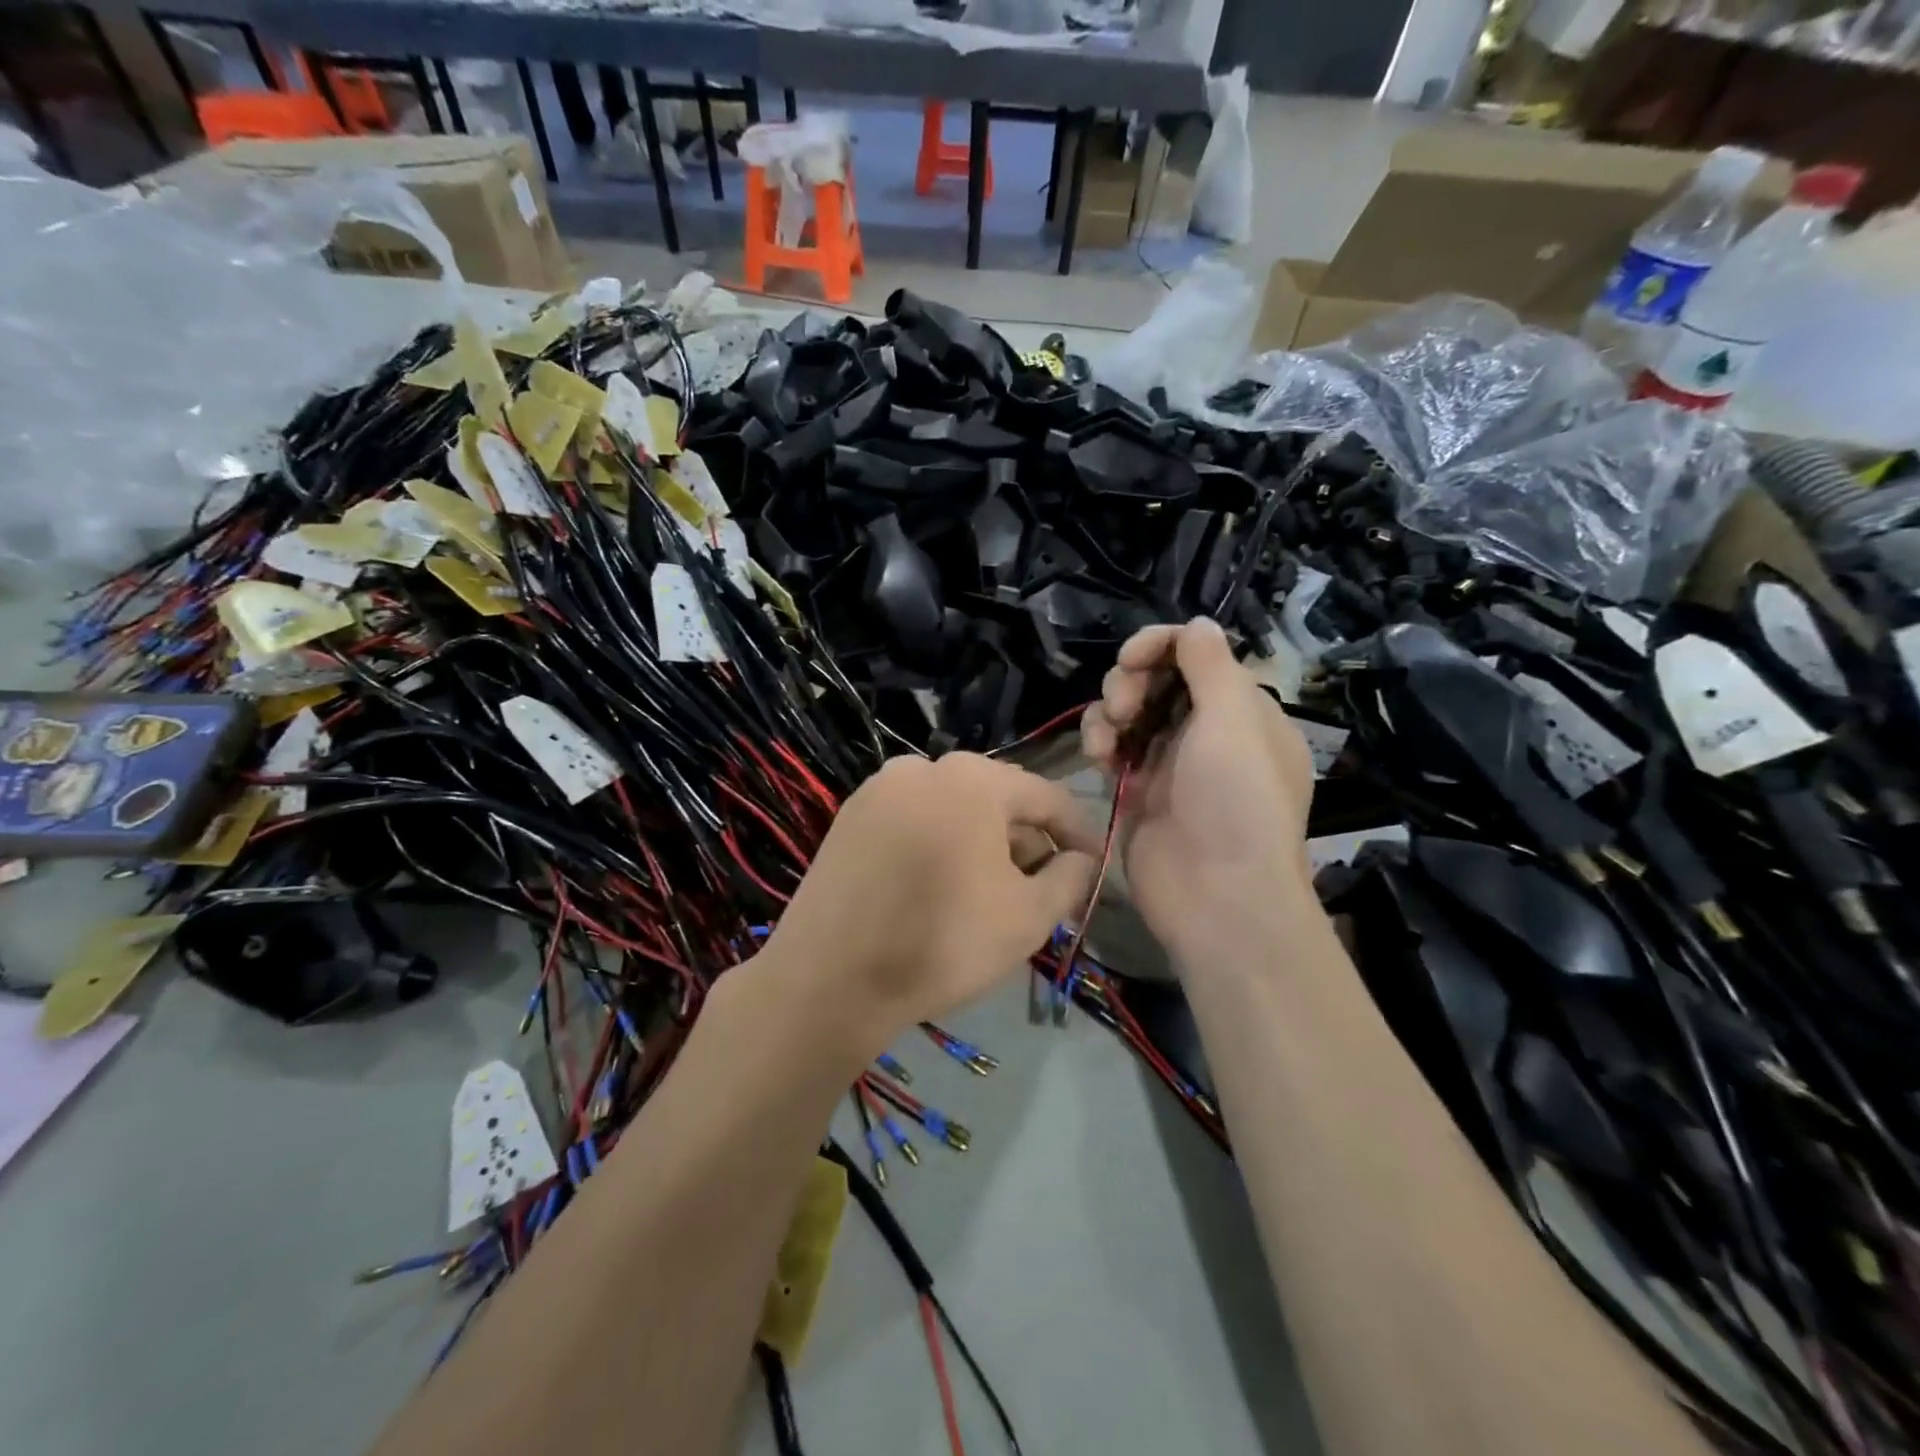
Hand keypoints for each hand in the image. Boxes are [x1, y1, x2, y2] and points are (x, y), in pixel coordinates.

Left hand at [761, 753, 1099, 1055]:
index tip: (1093, 867)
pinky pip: (915, 820)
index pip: (1047, 797)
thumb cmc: (943, 942)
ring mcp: (880, 788)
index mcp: (973, 778)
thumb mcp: (1029, 916)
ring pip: (953, 809)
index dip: (1078, 833)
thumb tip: (1080, 859)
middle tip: (1044, 887)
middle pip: (997, 798)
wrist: (830, 978)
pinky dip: (941, 844)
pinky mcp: (850, 816)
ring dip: (984, 843)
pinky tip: (943, 886)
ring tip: (994, 892)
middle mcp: (923, 766)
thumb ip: (1070, 878)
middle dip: (1028, 840)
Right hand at [1080, 618, 1314, 966]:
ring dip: (1110, 711)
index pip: (1196, 654)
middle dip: (1131, 681)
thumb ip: (1210, 664)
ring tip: (1106, 740)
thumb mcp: (1233, 721)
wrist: (1217, 897)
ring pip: (1128, 710)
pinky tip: (1098, 757)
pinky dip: (1101, 742)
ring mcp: (1170, 761)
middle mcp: (1207, 730)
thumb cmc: (1235, 802)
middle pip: (1157, 677)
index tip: (1132, 658)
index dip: (1160, 645)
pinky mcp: (1137, 789)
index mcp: (1242, 710)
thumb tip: (1197, 623)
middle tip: (1124, 707)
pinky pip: (1113, 747)